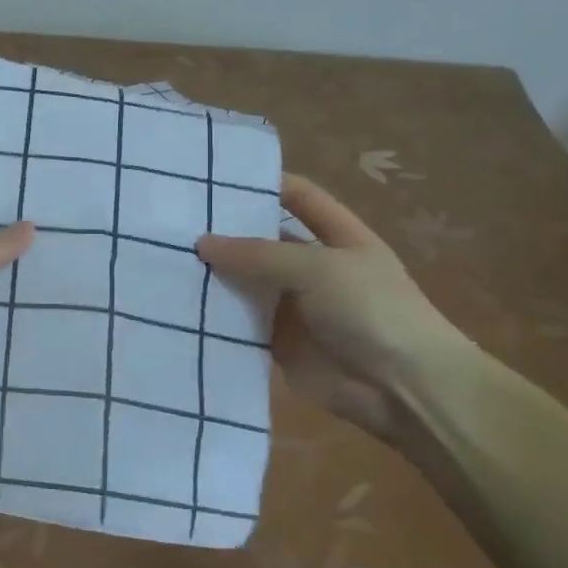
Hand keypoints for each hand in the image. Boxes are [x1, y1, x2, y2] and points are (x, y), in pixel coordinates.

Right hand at [197, 175, 469, 454]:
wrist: (403, 390)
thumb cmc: (371, 311)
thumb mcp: (318, 268)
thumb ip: (258, 254)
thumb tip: (202, 243)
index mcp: (339, 237)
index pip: (299, 197)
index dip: (265, 183)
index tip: (215, 176)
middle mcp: (314, 267)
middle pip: (263, 240)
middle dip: (225, 232)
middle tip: (172, 220)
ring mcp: (295, 305)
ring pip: (246, 282)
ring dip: (215, 274)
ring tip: (164, 257)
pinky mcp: (278, 342)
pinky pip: (240, 322)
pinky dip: (215, 315)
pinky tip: (177, 302)